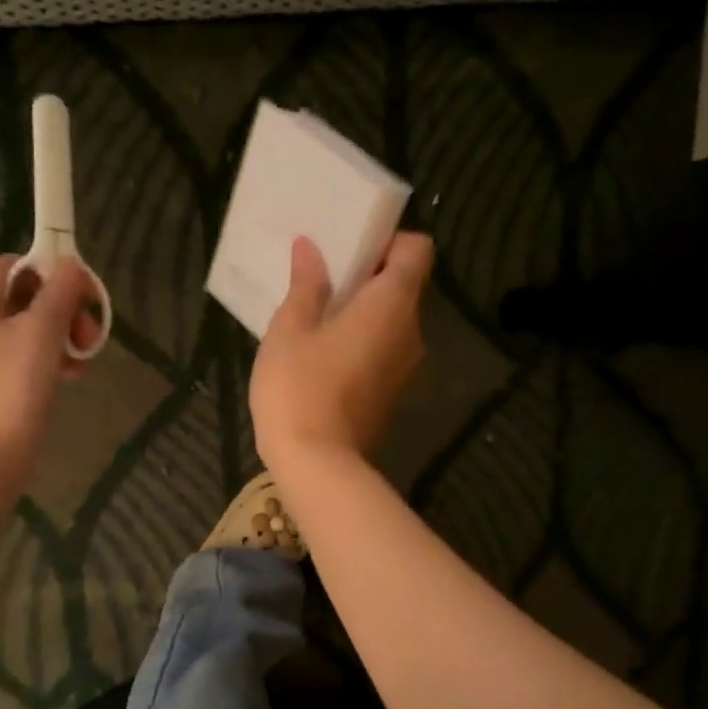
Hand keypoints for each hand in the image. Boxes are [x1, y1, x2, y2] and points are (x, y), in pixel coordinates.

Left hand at [0, 255, 96, 508]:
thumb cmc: (12, 387)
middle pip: (26, 296)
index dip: (56, 274)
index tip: (88, 299)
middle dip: (65, 311)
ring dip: (64, 337)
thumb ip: (60, 292)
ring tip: (86, 359)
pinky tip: (74, 376)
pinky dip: (51, 359)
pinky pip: (25, 355)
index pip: (17, 264)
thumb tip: (71, 264)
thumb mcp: (42, 331)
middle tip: (91, 335)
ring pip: (30, 327)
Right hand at [251, 233, 433, 474]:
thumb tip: (311, 248)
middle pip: (404, 287)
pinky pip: (383, 354)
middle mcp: (411, 333)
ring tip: (319, 321)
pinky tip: (324, 358)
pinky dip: (363, 346)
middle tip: (325, 282)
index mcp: (392, 305)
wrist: (317, 466)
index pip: (417, 250)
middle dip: (369, 278)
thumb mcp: (290, 330)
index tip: (352, 250)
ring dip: (364, 315)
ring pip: (392, 325)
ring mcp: (405, 370)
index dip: (390, 241)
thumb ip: (306, 285)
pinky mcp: (392, 398)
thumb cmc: (300, 389)